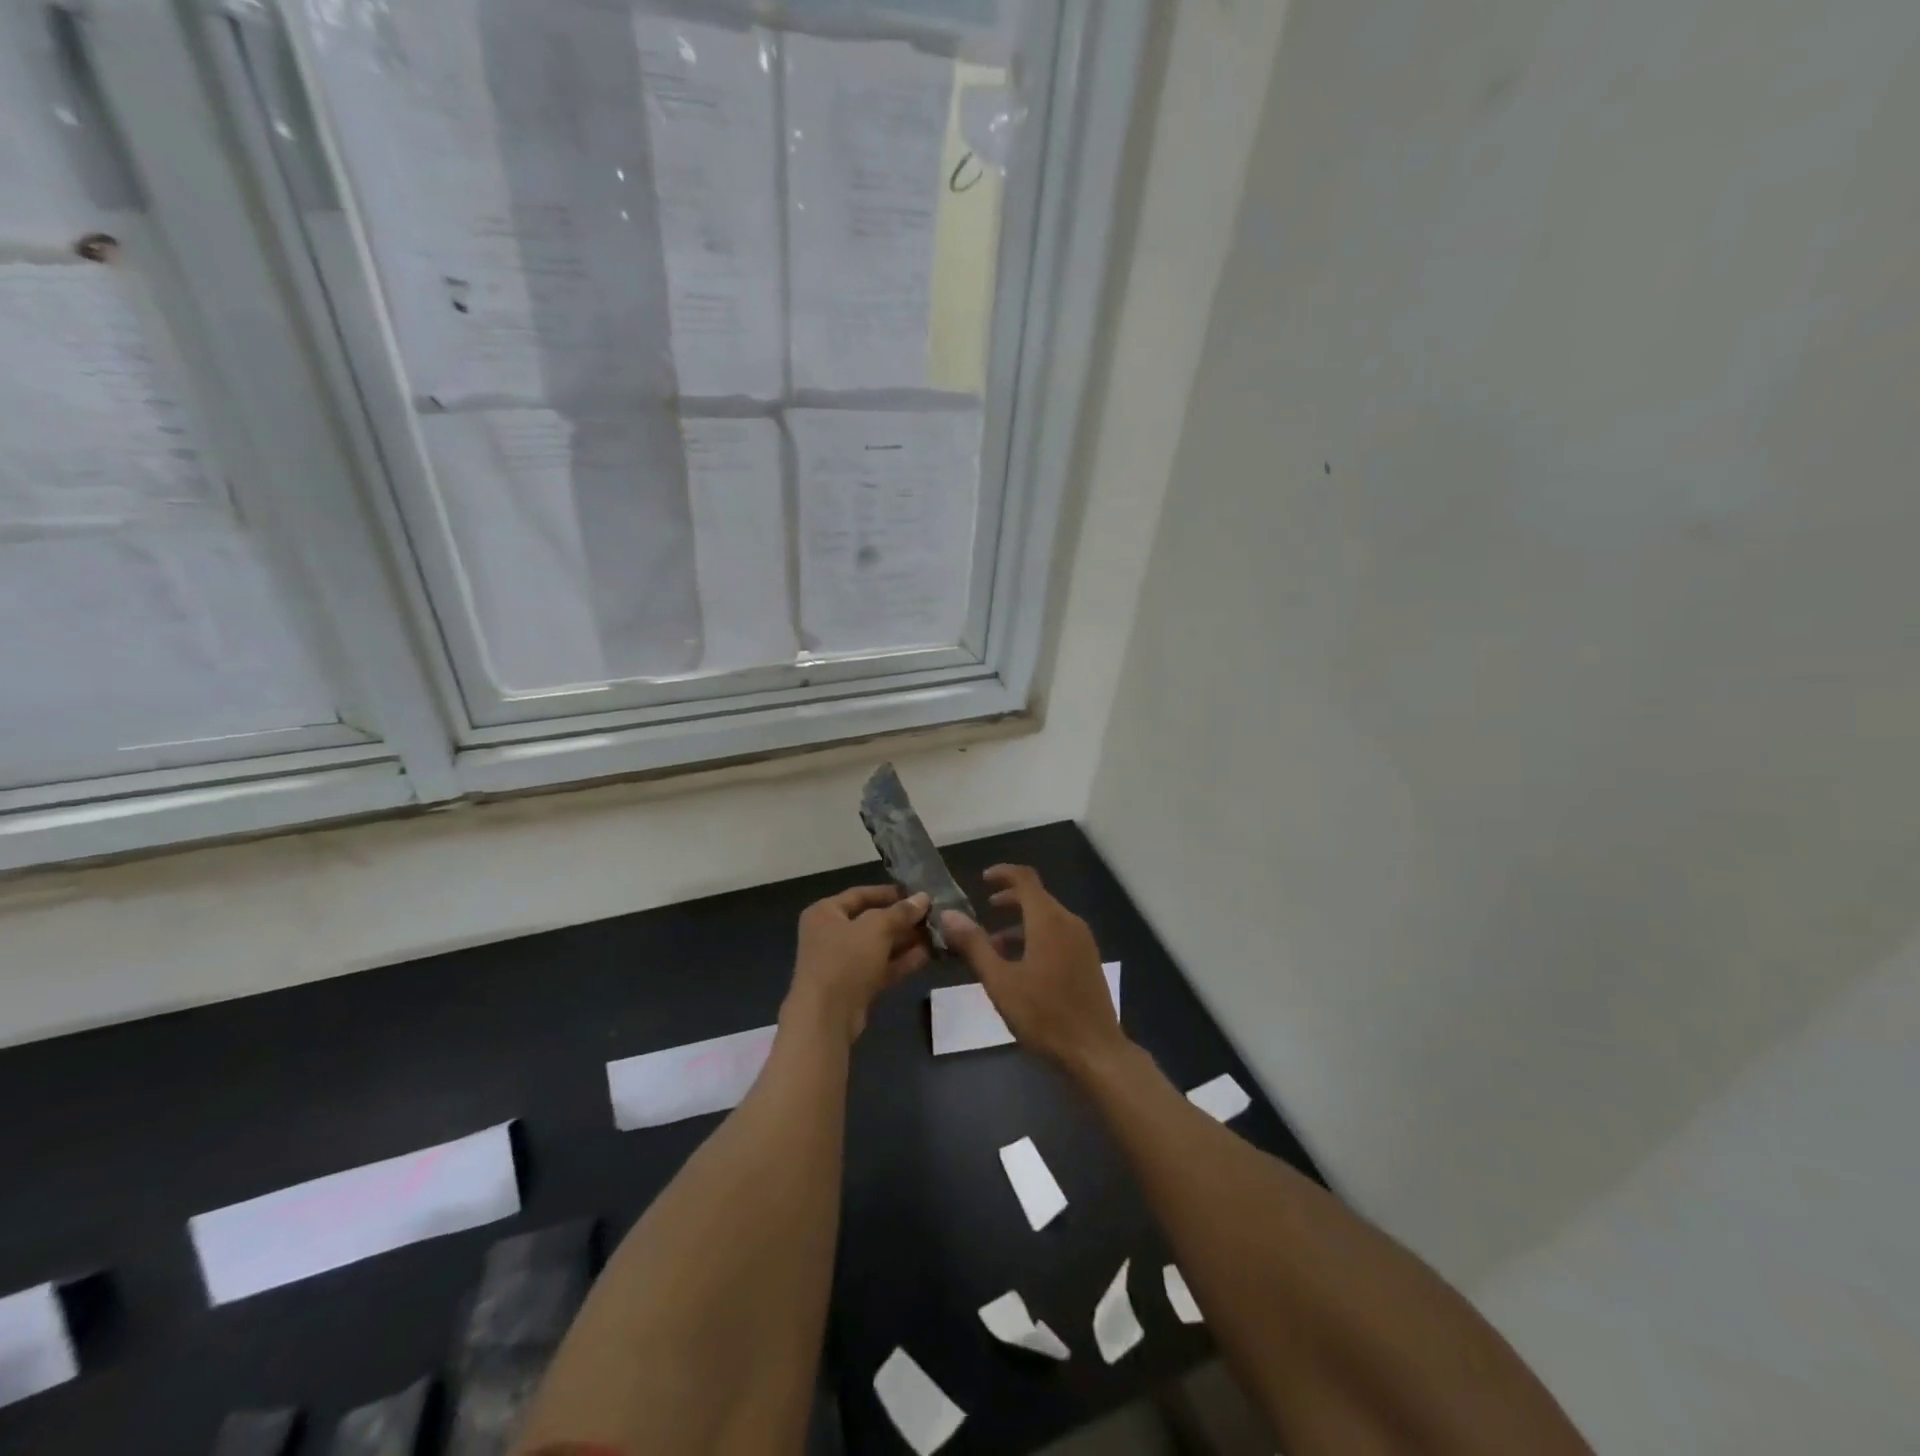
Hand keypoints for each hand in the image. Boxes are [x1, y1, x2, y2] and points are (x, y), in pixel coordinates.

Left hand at [785, 885, 930, 1043]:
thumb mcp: (876, 928)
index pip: (860, 894)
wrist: (826, 1017)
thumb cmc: (845, 960)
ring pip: (878, 946)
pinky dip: (901, 961)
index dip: (889, 892)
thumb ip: (901, 912)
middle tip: (932, 916)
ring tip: (936, 934)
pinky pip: (881, 967)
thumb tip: (923, 898)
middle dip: (902, 919)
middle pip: (871, 921)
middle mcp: (830, 934)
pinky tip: (927, 955)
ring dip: (906, 940)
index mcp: (825, 912)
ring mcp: (842, 962)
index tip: (917, 893)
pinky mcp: (854, 986)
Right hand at [939, 865, 1127, 1070]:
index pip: (1025, 879)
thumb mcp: (1000, 982)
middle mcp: (1069, 922)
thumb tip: (948, 915)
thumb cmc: (1044, 1015)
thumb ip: (974, 945)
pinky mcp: (1088, 960)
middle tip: (983, 911)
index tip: (982, 880)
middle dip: (1009, 900)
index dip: (1003, 873)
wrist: (1095, 1051)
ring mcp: (1083, 942)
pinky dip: (1036, 937)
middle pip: (1037, 897)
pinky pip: (1059, 935)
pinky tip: (1020, 966)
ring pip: (1048, 918)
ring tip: (994, 946)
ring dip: (1021, 923)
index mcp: (1048, 921)